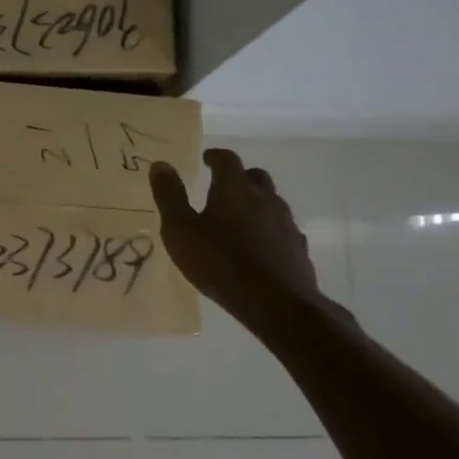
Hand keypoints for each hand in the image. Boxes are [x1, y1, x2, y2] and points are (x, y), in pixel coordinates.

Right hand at [149, 149, 325, 320]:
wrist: (276, 302)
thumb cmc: (219, 263)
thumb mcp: (180, 231)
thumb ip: (169, 196)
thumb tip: (160, 164)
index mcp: (234, 189)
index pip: (227, 160)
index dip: (215, 156)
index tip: (206, 159)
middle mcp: (264, 198)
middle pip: (255, 176)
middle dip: (239, 176)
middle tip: (222, 186)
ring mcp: (285, 222)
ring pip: (271, 201)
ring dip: (255, 202)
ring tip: (239, 218)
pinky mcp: (298, 246)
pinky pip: (282, 228)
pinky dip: (269, 228)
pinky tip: (259, 245)